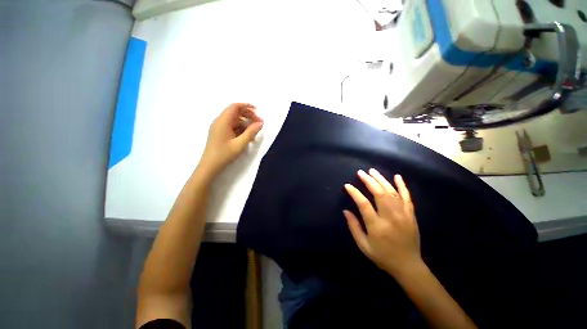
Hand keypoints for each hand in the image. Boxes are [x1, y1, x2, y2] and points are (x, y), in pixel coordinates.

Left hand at [198, 103, 262, 175]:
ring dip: (246, 124)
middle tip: (259, 123)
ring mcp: (219, 127)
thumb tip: (261, 123)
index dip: (246, 106)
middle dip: (248, 116)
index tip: (257, 110)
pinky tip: (247, 137)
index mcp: (223, 121)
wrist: (210, 166)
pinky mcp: (220, 133)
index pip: (235, 107)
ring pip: (235, 120)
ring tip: (255, 133)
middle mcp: (220, 121)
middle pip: (235, 113)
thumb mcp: (240, 144)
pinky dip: (241, 129)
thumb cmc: (224, 154)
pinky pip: (232, 127)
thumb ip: (251, 132)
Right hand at [343, 169, 421, 276]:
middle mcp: (390, 217)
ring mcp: (403, 215)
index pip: (364, 204)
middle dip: (368, 181)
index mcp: (377, 226)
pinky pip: (407, 197)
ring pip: (392, 192)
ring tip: (372, 171)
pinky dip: (402, 186)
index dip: (355, 193)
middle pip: (379, 193)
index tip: (347, 186)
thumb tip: (345, 211)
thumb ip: (354, 227)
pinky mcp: (411, 215)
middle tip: (360, 173)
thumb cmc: (382, 256)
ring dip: (381, 180)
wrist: (408, 266)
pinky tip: (397, 176)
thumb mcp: (363, 245)